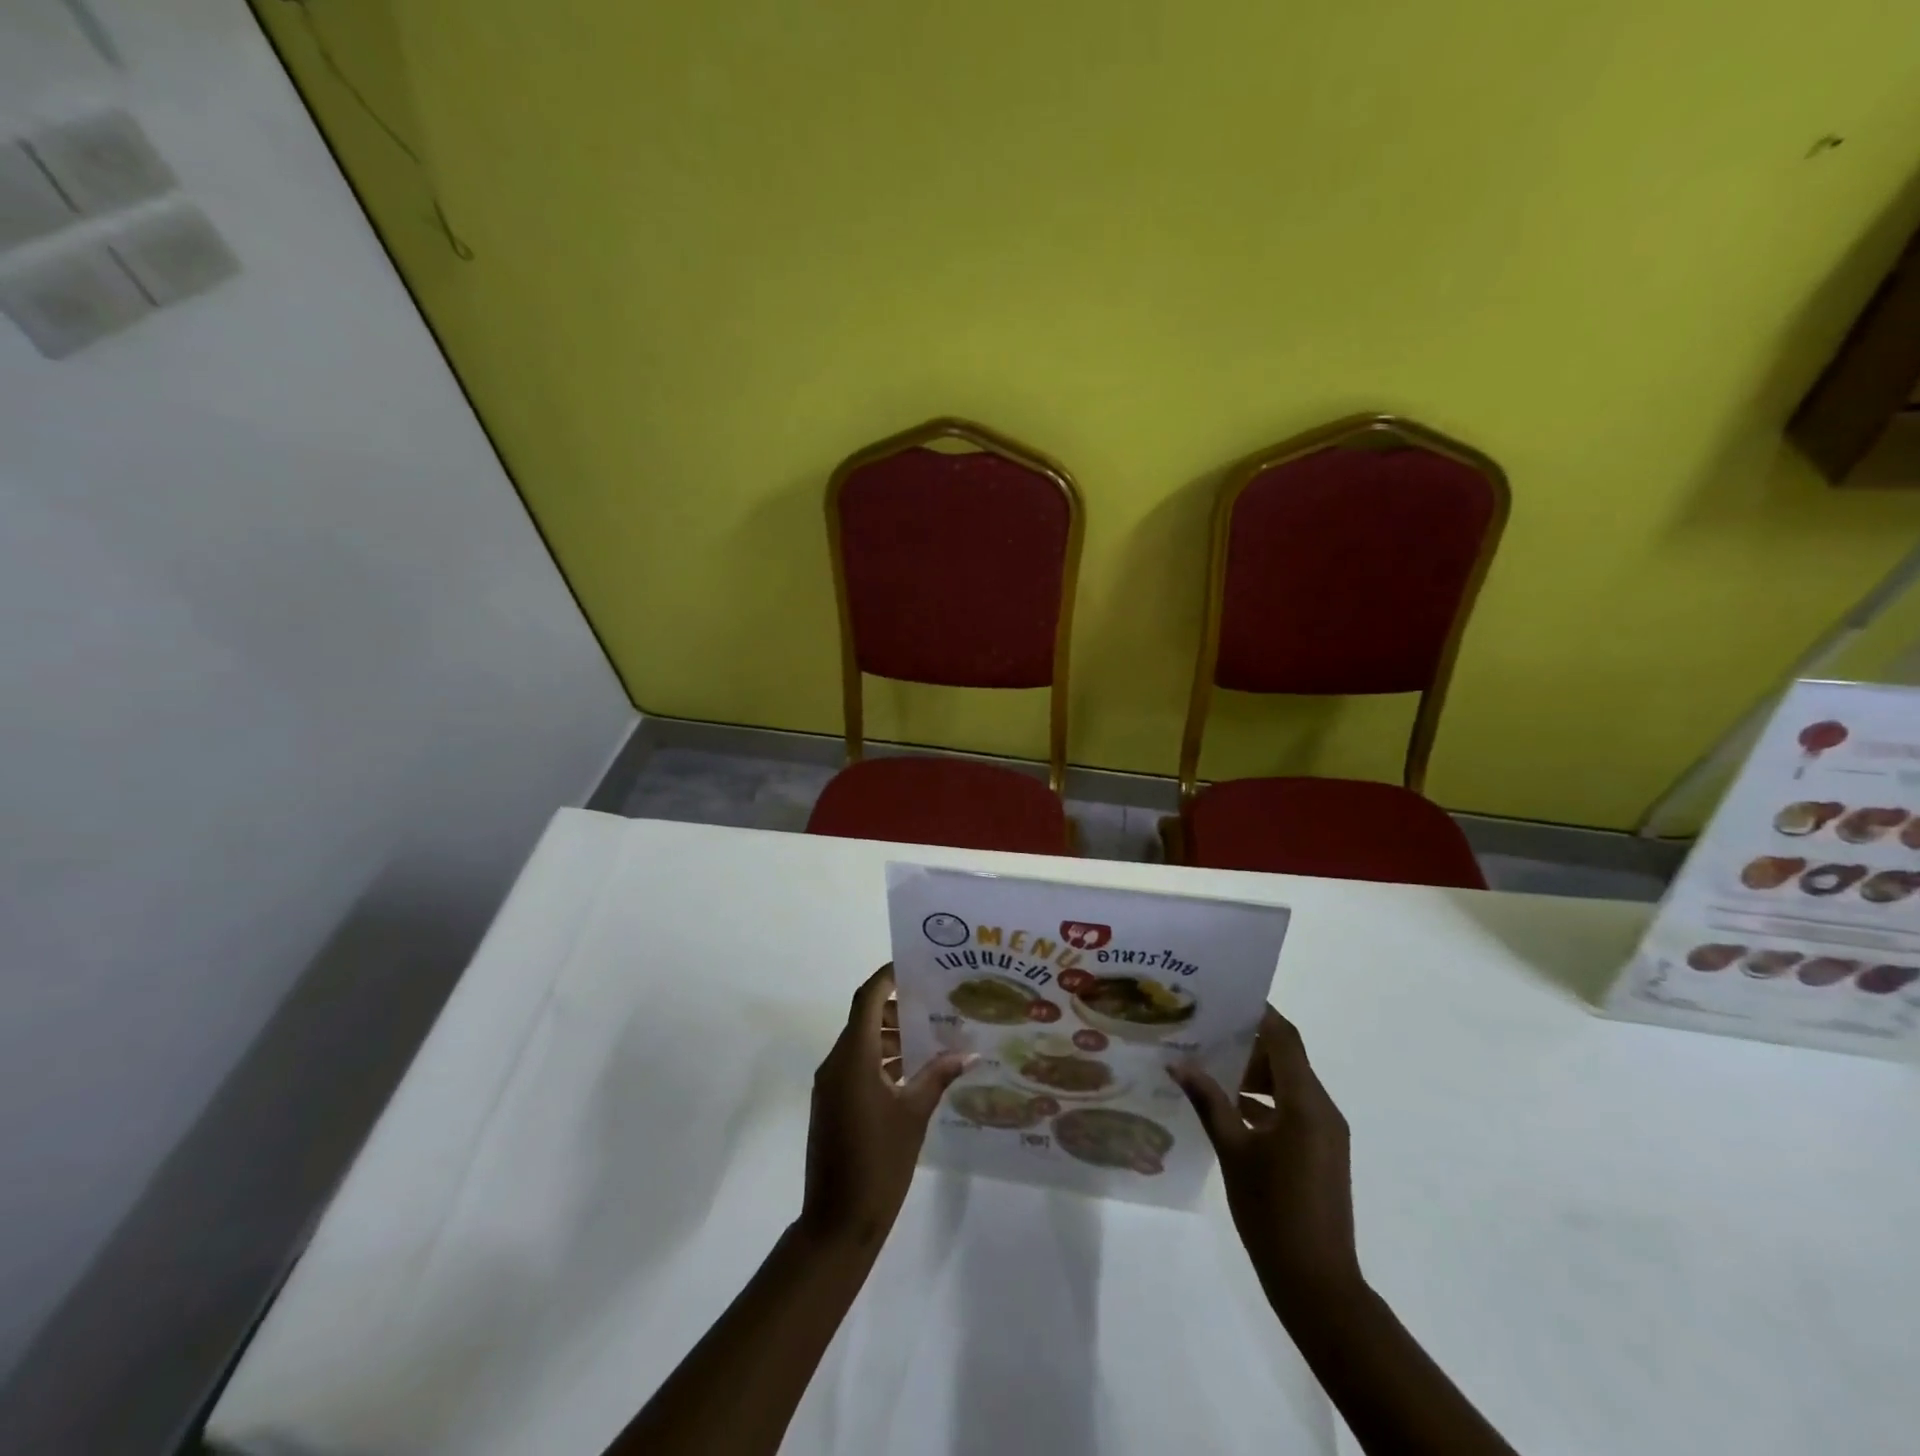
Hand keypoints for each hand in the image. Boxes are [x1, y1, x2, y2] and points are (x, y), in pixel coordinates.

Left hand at [798, 964, 970, 1251]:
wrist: (838, 1222)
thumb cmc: (879, 1162)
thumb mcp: (914, 1114)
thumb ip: (938, 1076)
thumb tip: (968, 1052)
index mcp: (853, 1057)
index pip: (867, 998)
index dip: (887, 976)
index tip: (916, 965)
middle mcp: (836, 1062)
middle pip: (864, 1017)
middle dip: (897, 1007)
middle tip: (935, 1003)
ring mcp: (831, 1085)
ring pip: (861, 1043)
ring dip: (891, 1036)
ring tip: (931, 1037)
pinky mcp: (832, 1104)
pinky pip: (856, 1066)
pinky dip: (882, 1060)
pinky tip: (913, 1072)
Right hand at [1171, 1008, 1360, 1308]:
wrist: (1317, 1284)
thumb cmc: (1273, 1212)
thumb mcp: (1233, 1151)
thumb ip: (1209, 1101)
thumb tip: (1178, 1063)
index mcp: (1306, 1103)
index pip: (1284, 1038)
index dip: (1258, 1013)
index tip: (1223, 996)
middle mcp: (1322, 1109)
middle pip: (1286, 1057)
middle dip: (1247, 1042)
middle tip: (1204, 1031)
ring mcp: (1324, 1132)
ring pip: (1288, 1083)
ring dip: (1253, 1072)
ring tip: (1208, 1066)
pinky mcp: (1320, 1151)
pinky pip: (1291, 1108)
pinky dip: (1263, 1099)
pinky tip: (1227, 1107)